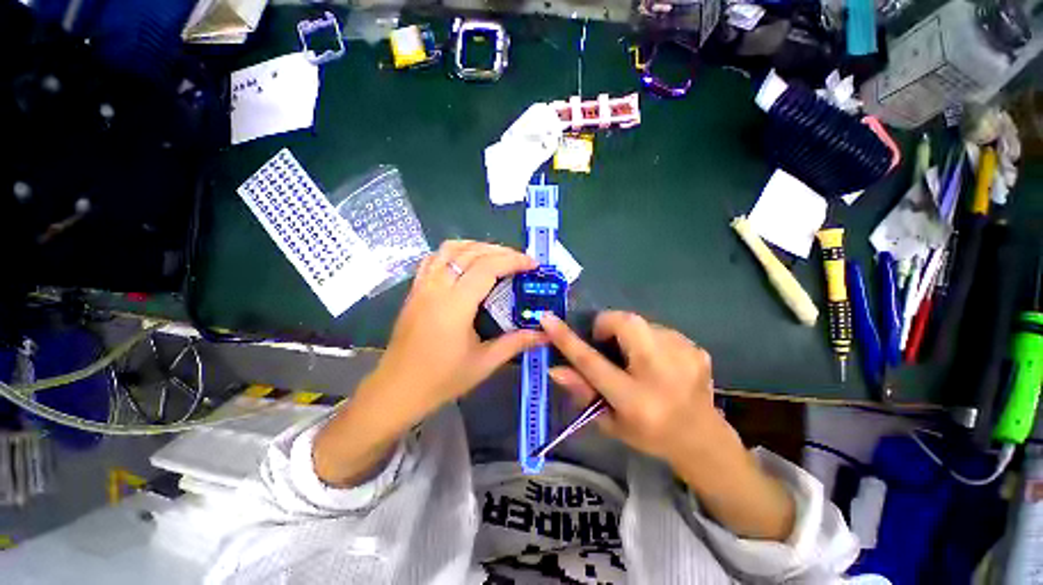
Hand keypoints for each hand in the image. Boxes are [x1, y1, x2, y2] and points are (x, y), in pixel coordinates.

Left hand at [365, 240, 546, 421]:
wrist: (397, 390)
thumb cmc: (441, 379)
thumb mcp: (484, 363)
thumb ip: (516, 343)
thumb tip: (545, 334)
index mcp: (455, 305)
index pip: (487, 267)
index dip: (513, 260)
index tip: (532, 264)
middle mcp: (437, 287)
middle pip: (471, 253)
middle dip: (500, 251)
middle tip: (520, 261)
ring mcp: (422, 285)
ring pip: (450, 249)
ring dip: (477, 246)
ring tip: (496, 257)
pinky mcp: (415, 290)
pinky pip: (434, 258)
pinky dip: (454, 252)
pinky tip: (466, 262)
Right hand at [541, 311, 794, 540]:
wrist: (703, 440)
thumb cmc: (649, 434)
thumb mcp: (609, 421)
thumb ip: (582, 391)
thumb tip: (555, 367)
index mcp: (635, 400)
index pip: (592, 362)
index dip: (566, 339)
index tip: (547, 318)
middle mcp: (661, 374)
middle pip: (626, 324)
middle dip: (608, 324)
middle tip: (605, 343)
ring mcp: (684, 357)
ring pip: (642, 322)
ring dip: (630, 334)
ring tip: (635, 358)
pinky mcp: (697, 349)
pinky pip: (660, 330)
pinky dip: (649, 339)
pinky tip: (657, 362)